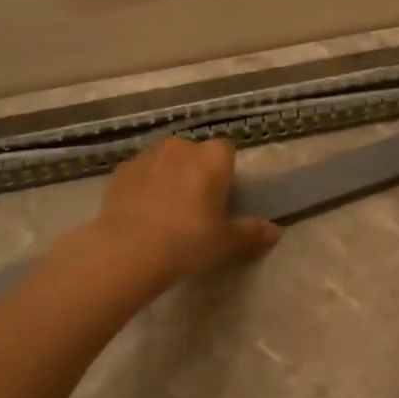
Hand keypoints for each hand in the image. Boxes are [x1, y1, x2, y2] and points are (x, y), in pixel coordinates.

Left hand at [88, 136, 280, 283]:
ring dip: (168, 177)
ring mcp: (148, 155)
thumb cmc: (188, 240)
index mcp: (213, 157)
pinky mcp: (121, 170)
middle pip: (195, 154)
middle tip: (195, 208)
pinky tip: (141, 214)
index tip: (221, 199)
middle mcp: (181, 146)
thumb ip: (252, 232)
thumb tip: (277, 232)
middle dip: (196, 173)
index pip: (226, 152)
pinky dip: (143, 186)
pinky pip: (140, 174)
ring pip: (166, 161)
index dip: (225, 174)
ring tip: (165, 212)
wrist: (128, 250)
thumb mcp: (226, 241)